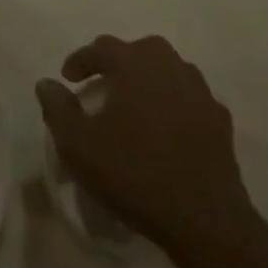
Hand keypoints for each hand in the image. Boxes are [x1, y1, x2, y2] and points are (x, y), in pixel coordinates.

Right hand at [36, 35, 261, 259]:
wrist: (204, 220)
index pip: (103, 47)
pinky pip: (190, 99)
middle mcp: (172, 69)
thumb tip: (47, 83)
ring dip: (148, 79)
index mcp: (137, 66)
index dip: (80, 60)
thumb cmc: (133, 173)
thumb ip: (57, 108)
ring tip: (132, 104)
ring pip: (170, 71)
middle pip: (141, 50)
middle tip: (101, 83)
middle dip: (118, 61)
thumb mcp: (78, 144)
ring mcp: (202, 94)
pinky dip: (173, 103)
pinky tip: (164, 128)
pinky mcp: (221, 123)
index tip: (67, 79)